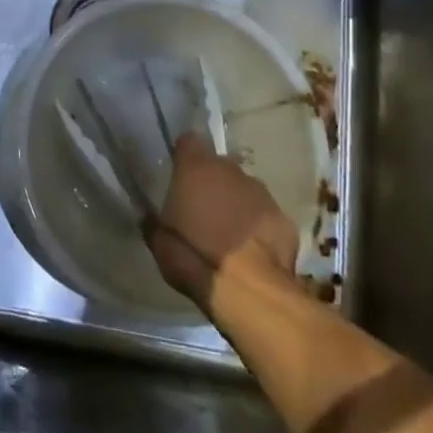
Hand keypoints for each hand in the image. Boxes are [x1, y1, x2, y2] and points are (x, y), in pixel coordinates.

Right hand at [149, 133, 299, 310]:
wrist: (250, 291)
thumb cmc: (195, 258)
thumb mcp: (159, 243)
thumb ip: (154, 221)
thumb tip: (149, 216)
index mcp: (195, 168)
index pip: (188, 141)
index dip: (184, 156)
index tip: (179, 175)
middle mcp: (230, 170)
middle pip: (218, 166)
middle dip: (211, 183)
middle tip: (202, 211)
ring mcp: (261, 192)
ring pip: (243, 188)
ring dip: (235, 203)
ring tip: (228, 233)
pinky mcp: (284, 217)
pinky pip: (264, 213)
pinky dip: (257, 225)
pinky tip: (253, 249)